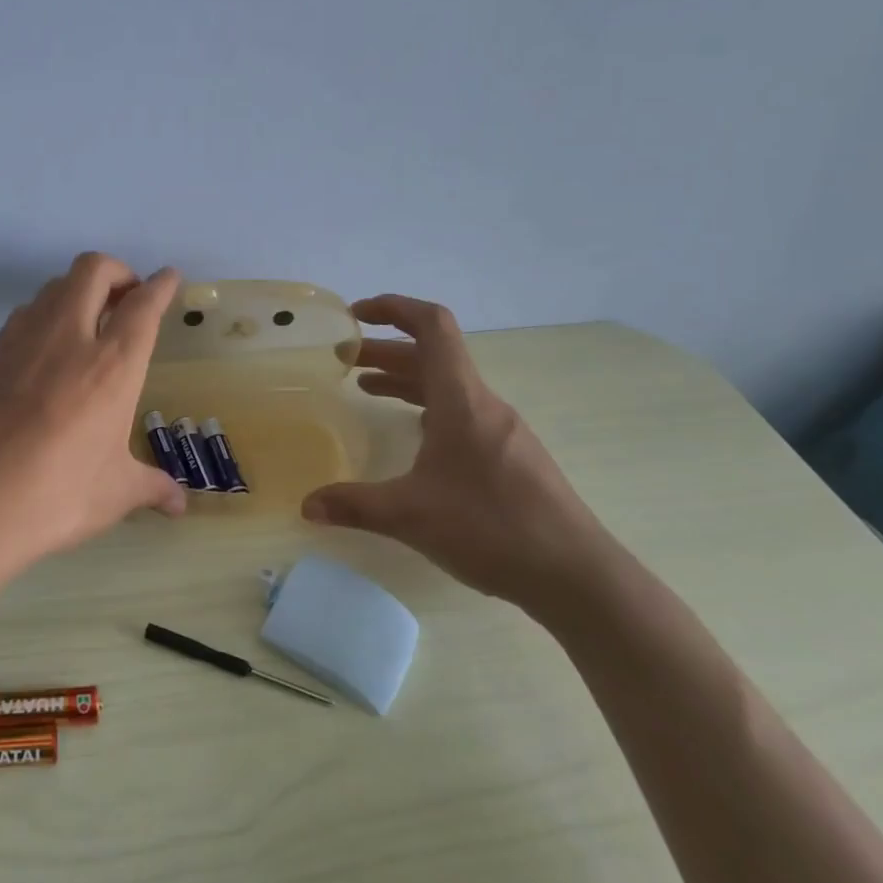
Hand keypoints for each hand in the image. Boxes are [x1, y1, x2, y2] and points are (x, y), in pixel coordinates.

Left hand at [0, 253, 186, 566]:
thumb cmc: (54, 497)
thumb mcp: (113, 494)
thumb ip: (151, 488)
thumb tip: (179, 505)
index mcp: (111, 365)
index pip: (143, 306)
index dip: (160, 286)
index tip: (169, 277)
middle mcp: (68, 337)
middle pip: (94, 270)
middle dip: (118, 272)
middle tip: (129, 300)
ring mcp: (24, 341)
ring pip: (55, 284)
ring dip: (79, 289)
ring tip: (91, 321)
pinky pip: (26, 313)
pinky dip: (47, 313)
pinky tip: (50, 349)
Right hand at [302, 294, 615, 611]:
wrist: (576, 575)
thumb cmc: (491, 528)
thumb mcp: (411, 515)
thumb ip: (354, 504)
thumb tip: (307, 506)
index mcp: (461, 400)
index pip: (432, 326)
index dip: (393, 307)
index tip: (356, 315)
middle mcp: (482, 404)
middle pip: (432, 355)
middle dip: (385, 350)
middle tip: (344, 359)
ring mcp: (501, 429)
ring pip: (447, 385)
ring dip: (405, 378)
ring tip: (366, 389)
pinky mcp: (510, 455)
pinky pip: (461, 411)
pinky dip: (427, 406)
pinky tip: (413, 435)